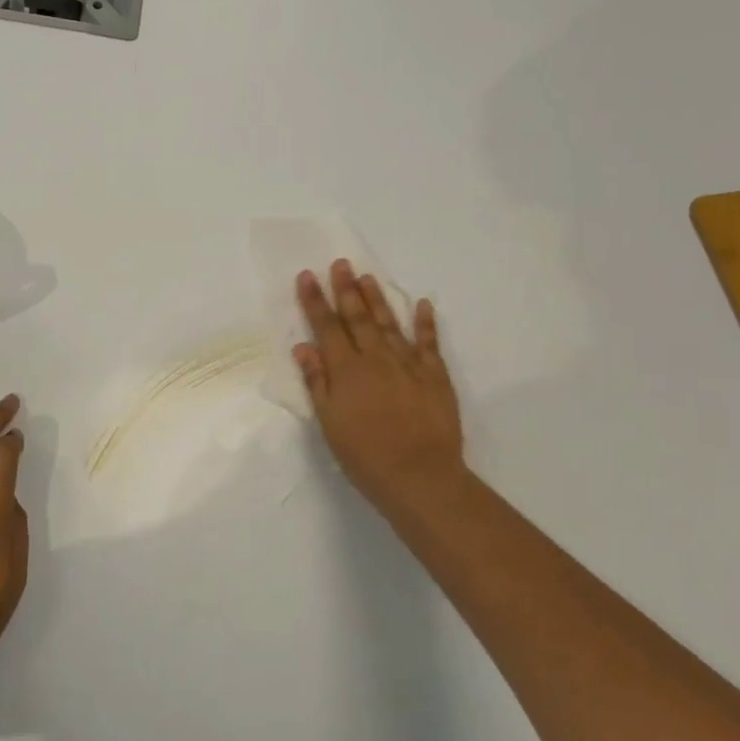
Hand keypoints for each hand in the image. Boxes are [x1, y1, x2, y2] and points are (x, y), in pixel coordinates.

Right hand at [295, 261, 464, 504]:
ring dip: (377, 298)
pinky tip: (423, 304)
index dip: (315, 301)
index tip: (307, 276)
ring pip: (389, 322)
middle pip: (358, 317)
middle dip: (346, 289)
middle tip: (340, 263)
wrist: (420, 476)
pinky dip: (426, 322)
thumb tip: (304, 346)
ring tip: (368, 276)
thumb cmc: (365, 455)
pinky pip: (429, 342)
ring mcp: (408, 364)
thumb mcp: (329, 422)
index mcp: (346, 370)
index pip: (326, 327)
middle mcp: (376, 358)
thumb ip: (317, 382)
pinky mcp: (435, 375)